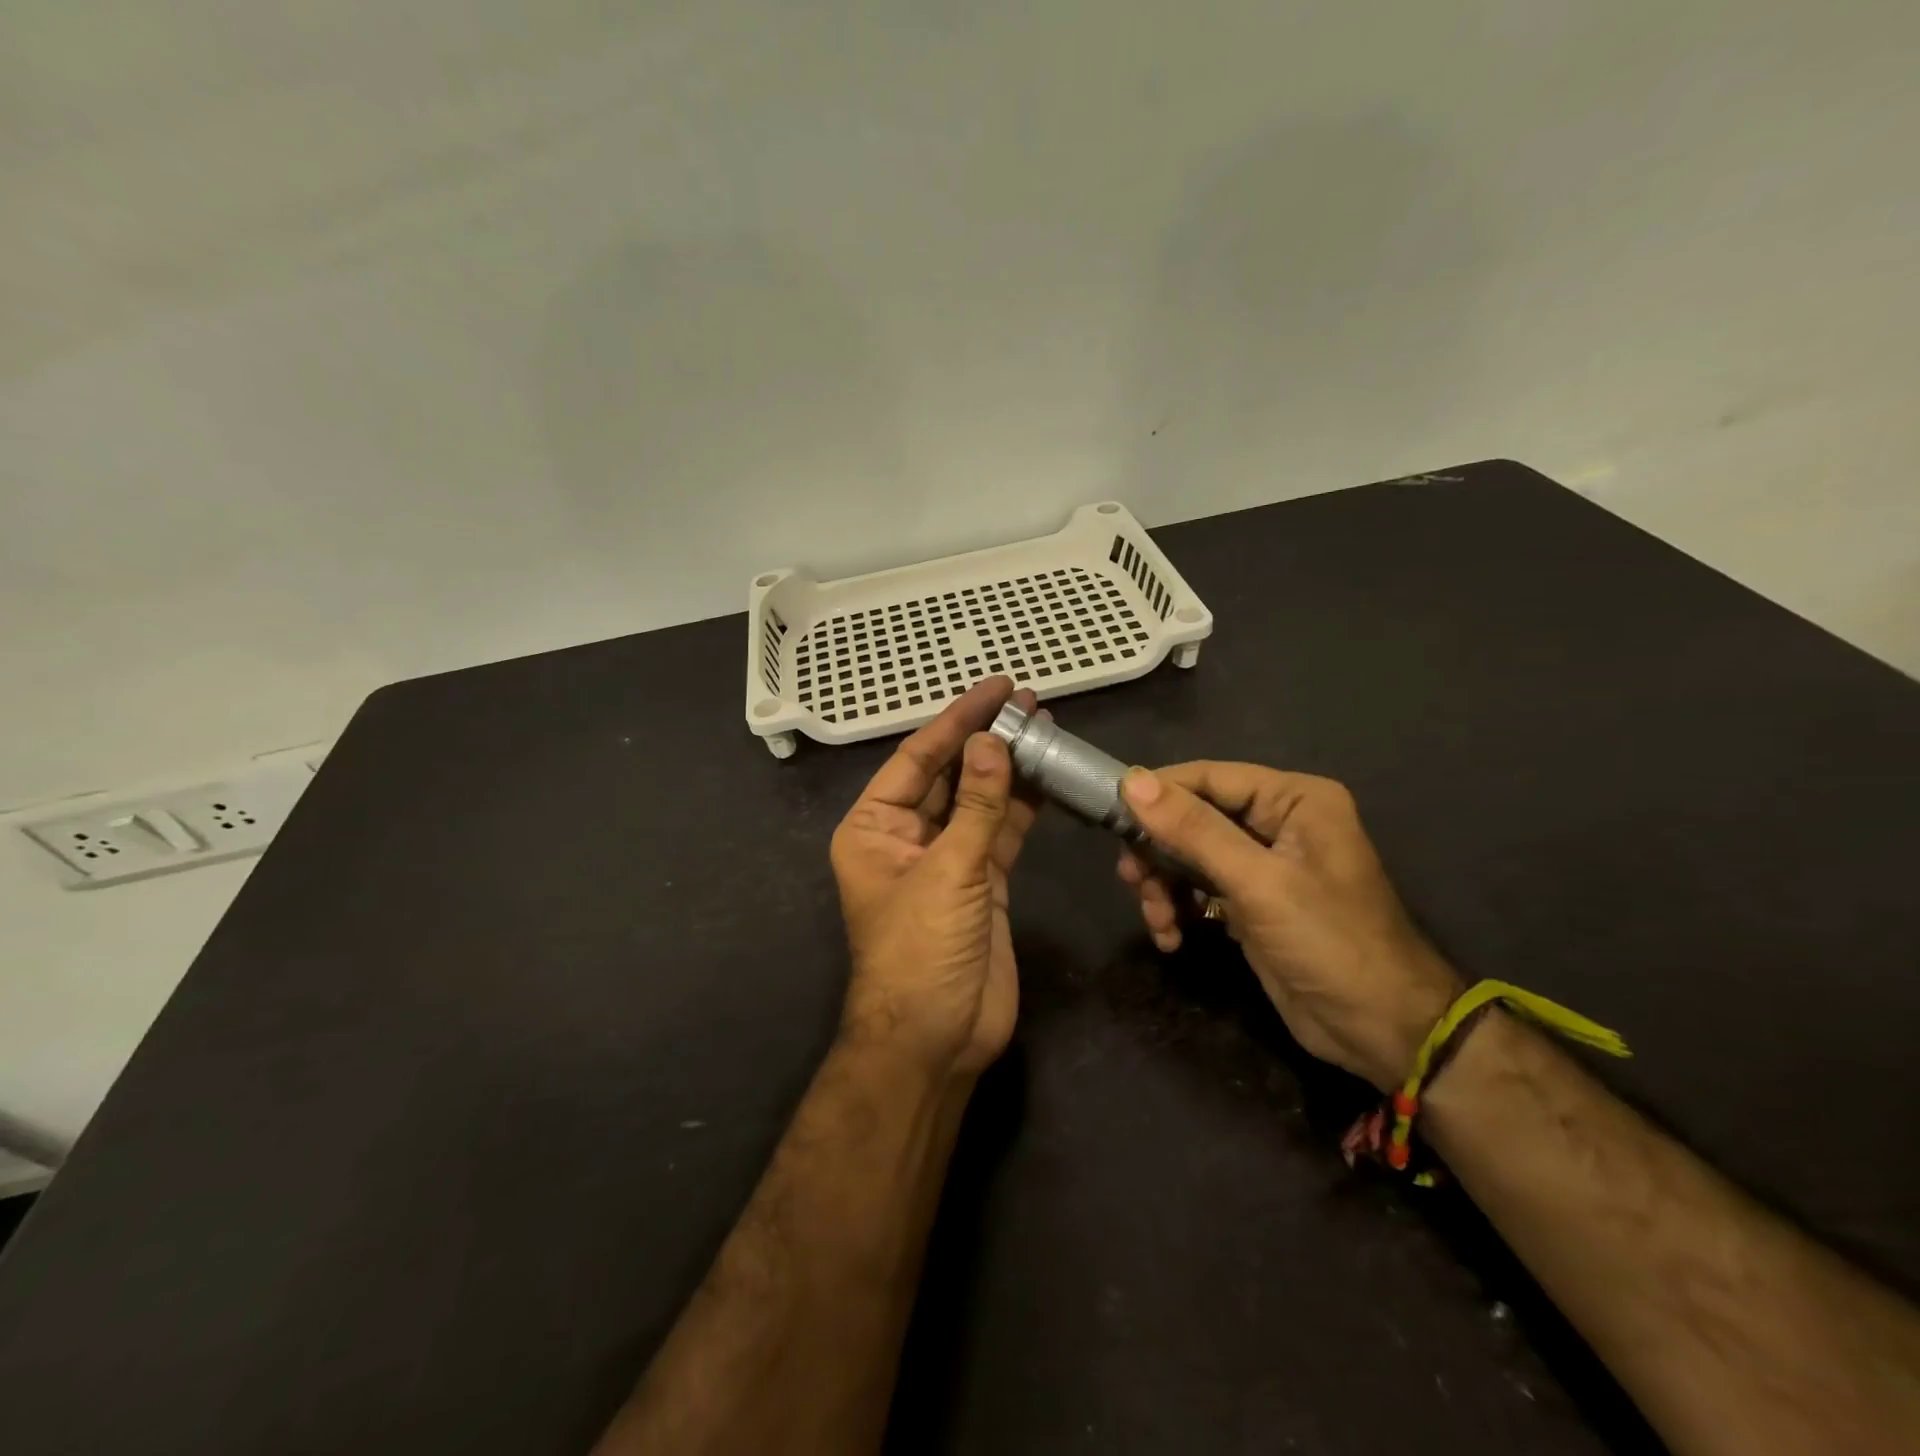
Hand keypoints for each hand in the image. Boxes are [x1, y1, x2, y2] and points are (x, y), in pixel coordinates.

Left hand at [831, 677, 1041, 1078]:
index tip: (998, 689)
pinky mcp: (981, 882)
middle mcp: (906, 835)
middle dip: (987, 738)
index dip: (959, 720)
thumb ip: (975, 806)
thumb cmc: (921, 950)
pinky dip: (1023, 805)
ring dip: (1009, 767)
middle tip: (1029, 701)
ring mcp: (947, 859)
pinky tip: (1048, 775)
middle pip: (950, 774)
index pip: (919, 758)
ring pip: (979, 800)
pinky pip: (1000, 831)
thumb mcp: (948, 872)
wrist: (937, 1038)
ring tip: (1045, 726)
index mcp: (874, 826)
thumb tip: (992, 741)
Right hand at [1117, 763, 1461, 1090]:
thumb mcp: (1258, 882)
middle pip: (1193, 817)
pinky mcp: (1251, 903)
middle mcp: (1277, 822)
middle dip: (1159, 851)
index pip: (1208, 777)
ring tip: (1158, 920)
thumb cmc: (1329, 942)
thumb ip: (1194, 830)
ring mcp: (1263, 865)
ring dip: (1164, 886)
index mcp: (1292, 799)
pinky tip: (1171, 938)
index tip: (1110, 818)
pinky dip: (1178, 909)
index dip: (1158, 794)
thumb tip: (1131, 782)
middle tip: (1132, 881)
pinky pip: (1198, 890)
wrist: (1383, 1032)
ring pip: (1188, 856)